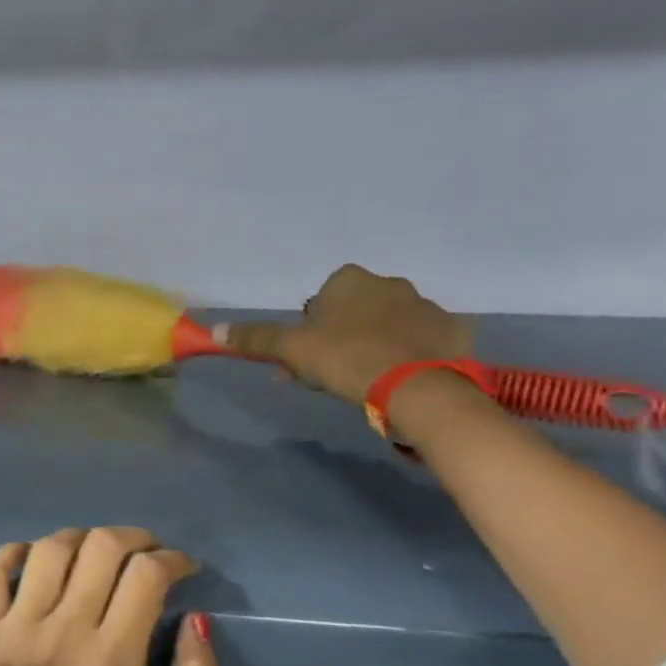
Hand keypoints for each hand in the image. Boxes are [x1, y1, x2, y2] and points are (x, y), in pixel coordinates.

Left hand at [0, 527, 218, 665]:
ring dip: (81, 539)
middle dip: (133, 538)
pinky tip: (36, 558)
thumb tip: (197, 618)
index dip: (171, 559)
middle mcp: (63, 635)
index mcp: (111, 662)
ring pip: (51, 548)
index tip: (179, 565)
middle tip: (142, 551)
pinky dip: (15, 551)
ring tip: (93, 554)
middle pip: (101, 548)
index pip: (145, 576)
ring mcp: (16, 628)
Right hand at [221, 263, 471, 404]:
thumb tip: (214, 331)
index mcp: (349, 280)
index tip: (306, 358)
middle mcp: (389, 283)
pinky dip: (409, 355)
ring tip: (366, 380)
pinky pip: (421, 340)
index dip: (309, 330)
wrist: (415, 385)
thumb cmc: (345, 358)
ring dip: (374, 344)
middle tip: (331, 374)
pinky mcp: (451, 330)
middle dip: (340, 337)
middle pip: (354, 311)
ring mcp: (425, 305)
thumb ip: (255, 339)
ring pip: (388, 325)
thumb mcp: (290, 350)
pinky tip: (399, 379)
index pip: (320, 301)